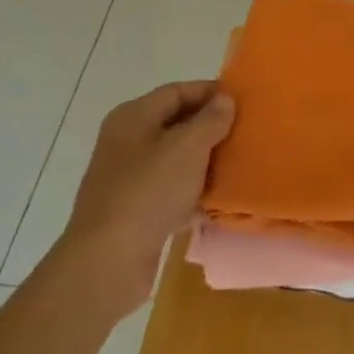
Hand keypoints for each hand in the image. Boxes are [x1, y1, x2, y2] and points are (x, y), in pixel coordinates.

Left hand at [60, 81, 234, 303]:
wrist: (108, 262)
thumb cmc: (149, 191)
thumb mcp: (188, 147)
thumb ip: (210, 120)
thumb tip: (224, 99)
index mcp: (133, 117)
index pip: (176, 91)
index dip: (209, 92)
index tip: (242, 100)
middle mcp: (127, 142)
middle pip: (175, 124)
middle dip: (210, 127)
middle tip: (244, 131)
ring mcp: (128, 179)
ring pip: (174, 159)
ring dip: (204, 161)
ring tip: (238, 163)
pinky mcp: (135, 212)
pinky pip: (171, 192)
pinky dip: (193, 192)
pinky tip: (219, 200)